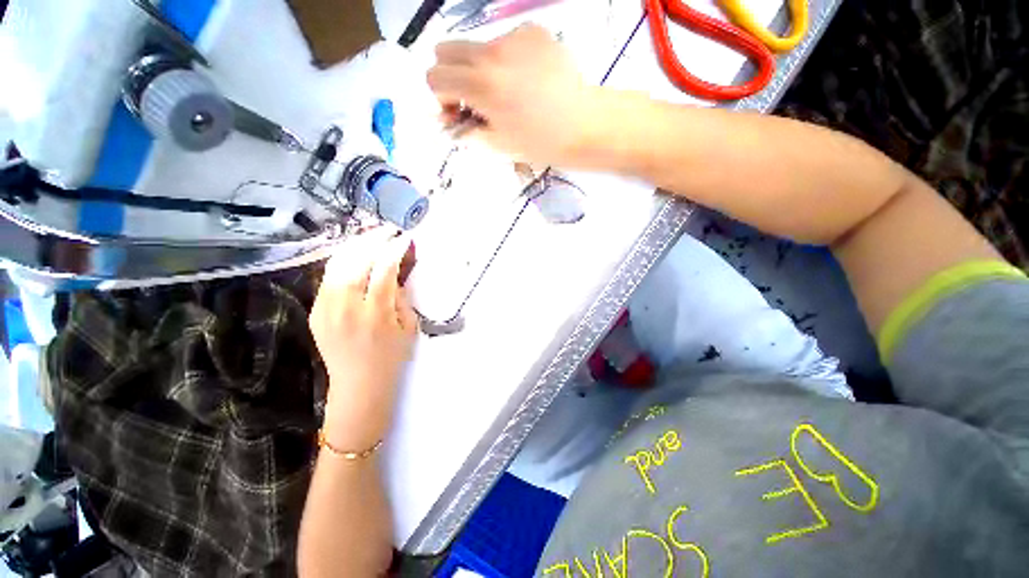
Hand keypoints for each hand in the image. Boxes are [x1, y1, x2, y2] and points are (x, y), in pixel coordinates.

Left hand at [309, 228, 418, 449]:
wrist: (359, 385)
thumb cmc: (391, 358)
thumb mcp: (409, 328)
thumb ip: (403, 298)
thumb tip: (397, 274)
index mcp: (376, 313)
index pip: (385, 269)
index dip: (396, 249)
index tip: (405, 239)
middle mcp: (347, 306)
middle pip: (358, 260)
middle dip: (375, 239)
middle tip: (388, 230)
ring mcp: (326, 308)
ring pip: (338, 264)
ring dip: (356, 245)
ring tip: (370, 236)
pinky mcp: (315, 311)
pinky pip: (328, 277)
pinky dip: (342, 261)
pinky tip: (354, 255)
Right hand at [427, 24, 605, 166]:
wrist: (581, 125)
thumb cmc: (539, 143)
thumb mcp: (497, 145)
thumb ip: (467, 131)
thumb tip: (451, 122)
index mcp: (479, 85)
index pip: (435, 77)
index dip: (442, 98)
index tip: (459, 111)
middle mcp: (491, 53)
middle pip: (446, 50)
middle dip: (453, 75)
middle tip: (474, 98)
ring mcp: (513, 37)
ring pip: (477, 46)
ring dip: (481, 68)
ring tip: (509, 92)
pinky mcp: (534, 32)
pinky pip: (506, 41)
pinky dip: (508, 60)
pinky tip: (528, 79)